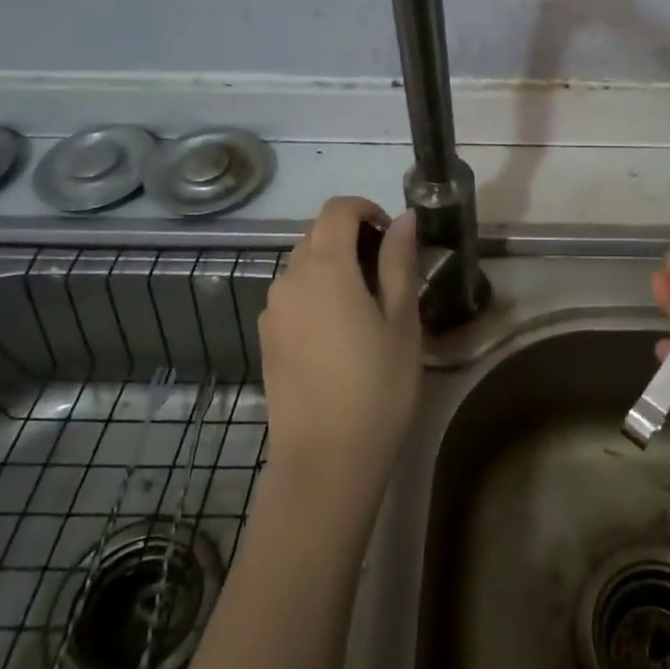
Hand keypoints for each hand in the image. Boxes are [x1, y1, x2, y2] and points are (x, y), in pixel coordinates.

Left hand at [259, 197, 421, 501]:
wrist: (325, 459)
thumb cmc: (377, 386)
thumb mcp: (402, 321)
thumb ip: (399, 262)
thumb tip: (403, 220)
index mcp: (325, 267)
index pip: (337, 209)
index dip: (367, 209)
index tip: (392, 237)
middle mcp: (289, 279)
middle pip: (317, 234)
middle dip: (352, 236)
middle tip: (388, 272)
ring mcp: (272, 310)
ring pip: (303, 264)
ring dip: (334, 265)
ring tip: (367, 304)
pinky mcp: (267, 337)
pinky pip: (292, 294)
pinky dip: (316, 292)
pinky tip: (339, 332)